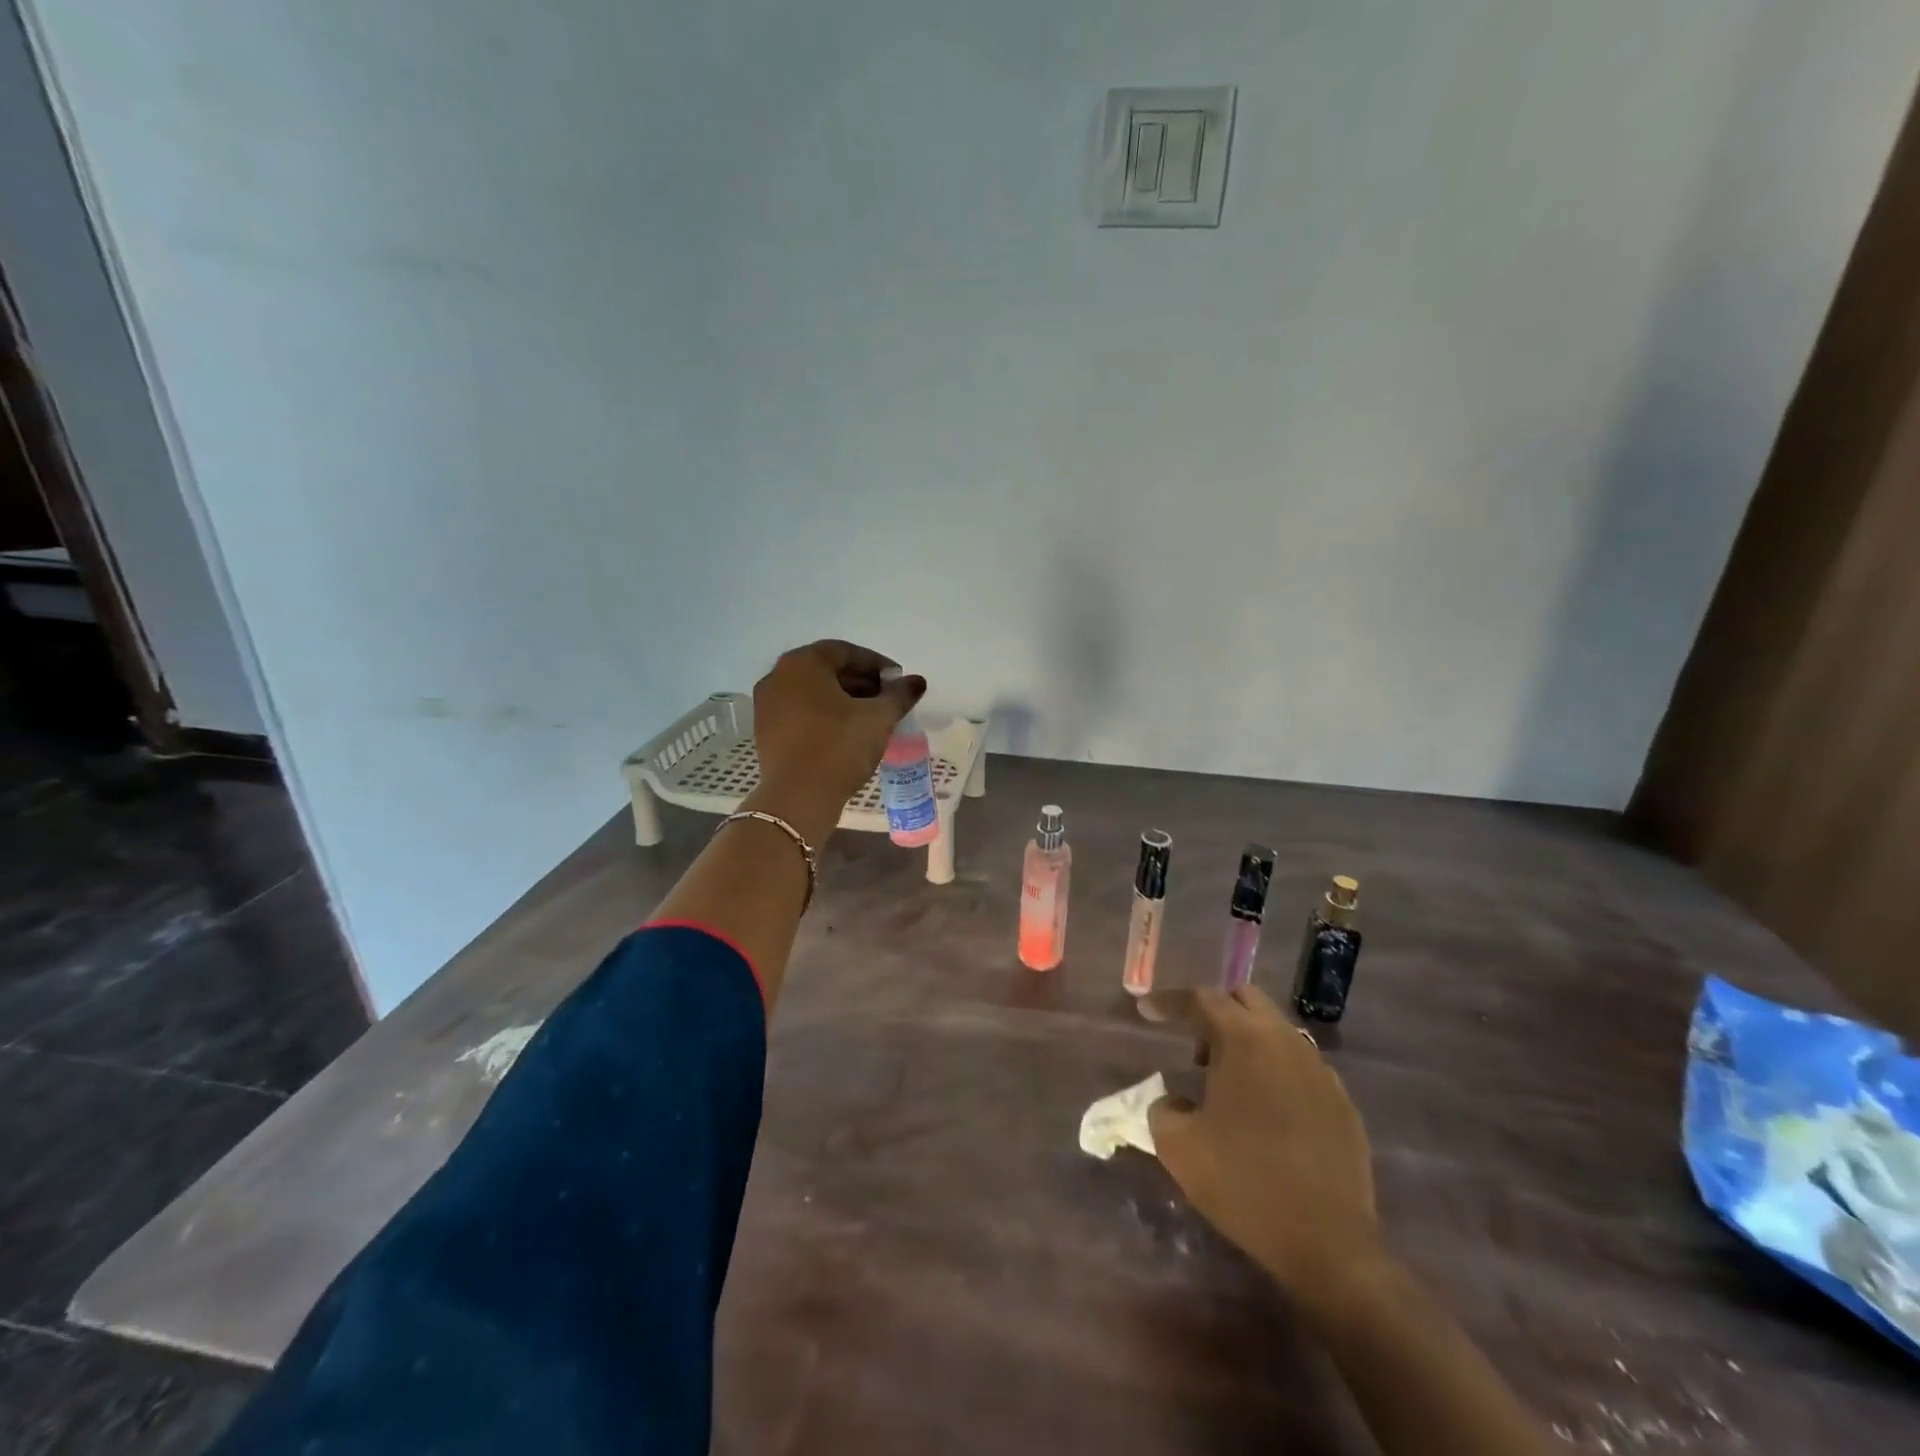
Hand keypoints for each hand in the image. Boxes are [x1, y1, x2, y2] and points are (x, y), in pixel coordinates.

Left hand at [751, 640, 924, 816]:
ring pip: (813, 693)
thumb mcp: (878, 718)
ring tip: (871, 718)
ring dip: (844, 700)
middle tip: (888, 700)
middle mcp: (778, 676)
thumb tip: (916, 681)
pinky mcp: (766, 732)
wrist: (798, 798)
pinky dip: (825, 716)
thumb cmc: (839, 747)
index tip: (898, 682)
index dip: (877, 664)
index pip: (845, 651)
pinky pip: (801, 713)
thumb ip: (899, 695)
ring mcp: (767, 705)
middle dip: (861, 682)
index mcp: (802, 663)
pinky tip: (847, 733)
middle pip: (827, 670)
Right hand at [1147, 986, 1381, 1313]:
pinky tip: (1266, 1113)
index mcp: (1245, 1040)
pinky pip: (1300, 1066)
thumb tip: (1173, 1100)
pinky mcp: (1341, 1102)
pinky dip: (1274, 1072)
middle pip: (1244, 1000)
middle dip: (1214, 1012)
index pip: (1201, 999)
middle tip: (1195, 1049)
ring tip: (1228, 1086)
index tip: (1145, 1010)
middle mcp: (1286, 1041)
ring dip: (1246, 1042)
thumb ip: (1162, 1108)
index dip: (1169, 1001)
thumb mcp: (1178, 1147)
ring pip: (1276, 1031)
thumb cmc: (1244, 1184)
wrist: (1328, 1246)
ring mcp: (1320, 1070)